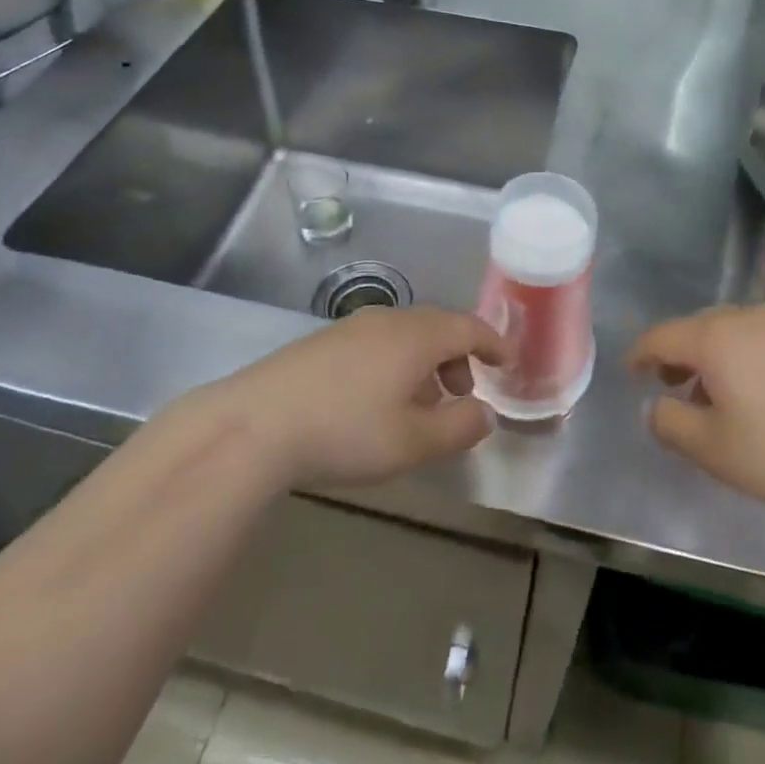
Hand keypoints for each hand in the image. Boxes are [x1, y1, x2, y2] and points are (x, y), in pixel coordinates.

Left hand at [204, 308, 509, 488]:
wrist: (255, 424)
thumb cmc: (345, 430)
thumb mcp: (412, 442)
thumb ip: (458, 428)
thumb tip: (485, 414)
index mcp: (417, 335)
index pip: (469, 327)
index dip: (494, 343)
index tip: (509, 361)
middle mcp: (389, 320)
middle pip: (438, 327)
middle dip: (459, 357)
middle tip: (466, 394)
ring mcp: (352, 327)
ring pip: (406, 335)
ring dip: (426, 363)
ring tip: (423, 404)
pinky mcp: (324, 342)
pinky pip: (378, 343)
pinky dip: (396, 364)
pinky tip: (379, 401)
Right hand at [627, 303, 764, 515]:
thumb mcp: (715, 450)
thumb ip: (672, 425)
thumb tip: (657, 407)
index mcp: (713, 338)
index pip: (661, 336)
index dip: (640, 353)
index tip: (630, 371)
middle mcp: (744, 317)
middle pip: (696, 329)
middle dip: (677, 356)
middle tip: (670, 387)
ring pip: (731, 333)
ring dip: (712, 359)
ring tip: (714, 398)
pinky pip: (761, 340)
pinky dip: (744, 359)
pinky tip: (759, 394)